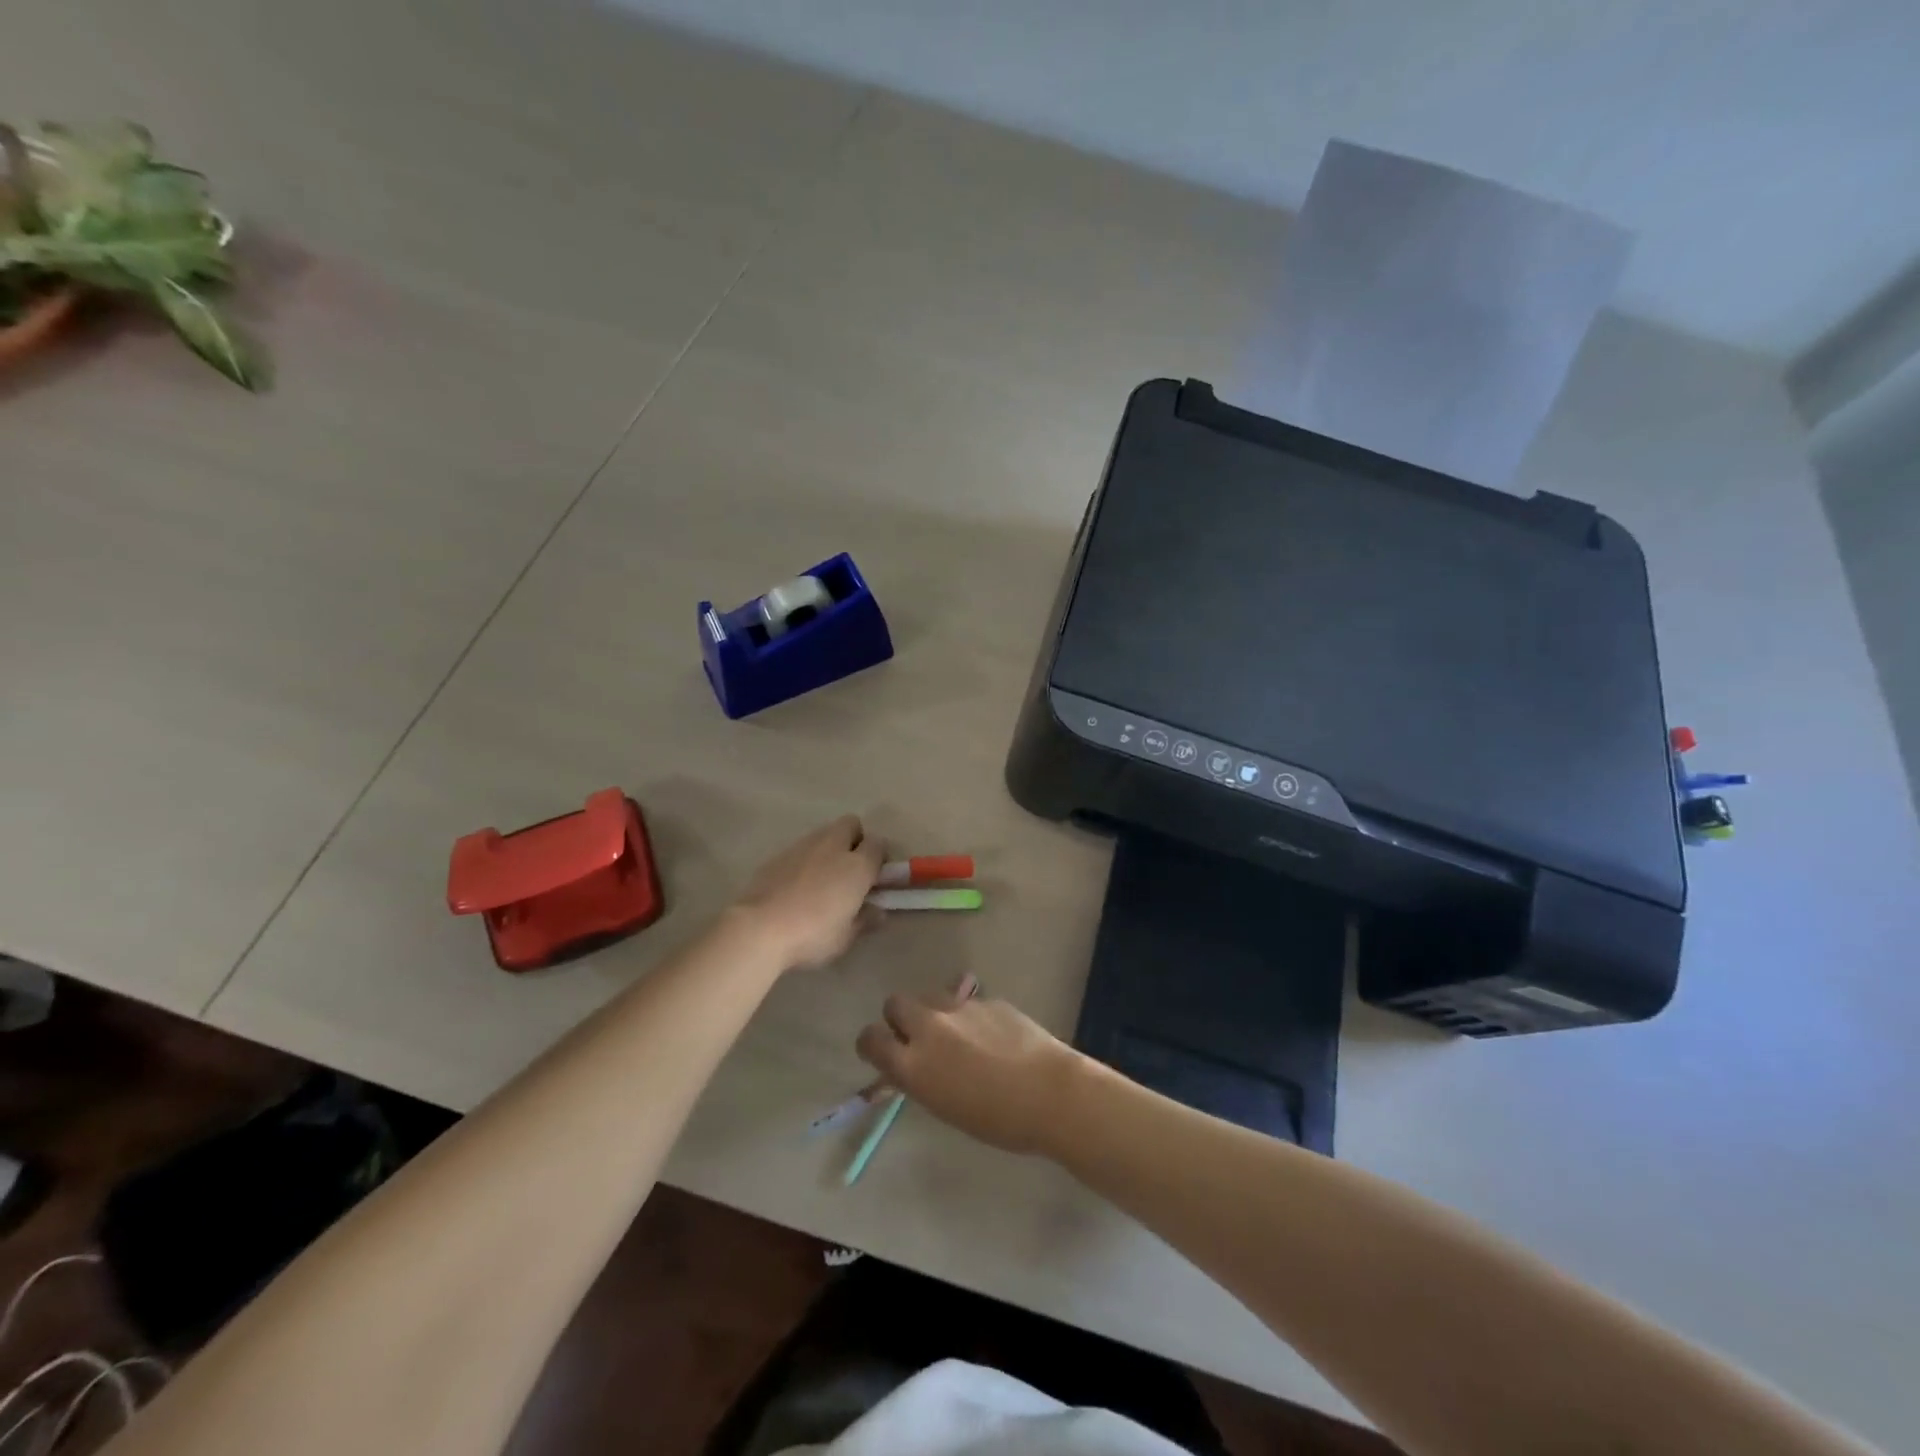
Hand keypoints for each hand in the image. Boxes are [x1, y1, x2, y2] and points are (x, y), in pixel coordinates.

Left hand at [731, 815, 885, 971]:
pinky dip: (805, 859)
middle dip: (855, 839)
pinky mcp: (779, 854)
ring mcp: (803, 846)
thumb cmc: (813, 934)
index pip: (878, 844)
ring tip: (822, 878)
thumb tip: (878, 912)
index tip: (875, 876)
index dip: (879, 857)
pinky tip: (797, 884)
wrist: (760, 928)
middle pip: (851, 824)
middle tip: (851, 869)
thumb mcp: (846, 937)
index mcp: (857, 866)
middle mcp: (833, 847)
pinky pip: (801, 848)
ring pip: (824, 833)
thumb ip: (865, 920)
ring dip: (829, 847)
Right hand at [856, 986, 1086, 1154]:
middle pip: (895, 1003)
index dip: (872, 1044)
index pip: (870, 1039)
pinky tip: (991, 1037)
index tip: (881, 1053)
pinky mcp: (986, 999)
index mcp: (913, 1063)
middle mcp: (929, 1027)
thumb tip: (910, 1066)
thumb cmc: (997, 1120)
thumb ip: (920, 1079)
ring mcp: (959, 1007)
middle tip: (918, 1039)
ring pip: (930, 996)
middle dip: (900, 1018)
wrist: (1050, 1093)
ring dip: (933, 1012)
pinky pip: (965, 1002)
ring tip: (956, 1035)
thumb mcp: (944, 1107)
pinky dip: (969, 1016)